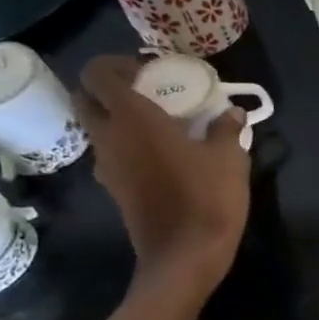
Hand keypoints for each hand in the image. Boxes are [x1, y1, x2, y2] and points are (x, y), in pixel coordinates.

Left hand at [75, 55, 250, 302]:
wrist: (185, 255)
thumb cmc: (207, 198)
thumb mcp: (229, 159)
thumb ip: (226, 130)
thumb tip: (231, 113)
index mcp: (132, 118)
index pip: (97, 73)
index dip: (116, 64)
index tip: (147, 70)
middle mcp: (109, 137)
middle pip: (87, 99)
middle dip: (109, 89)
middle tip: (148, 94)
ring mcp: (108, 166)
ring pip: (100, 129)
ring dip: (121, 120)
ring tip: (164, 127)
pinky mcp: (115, 189)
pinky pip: (115, 155)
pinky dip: (130, 147)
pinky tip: (166, 158)